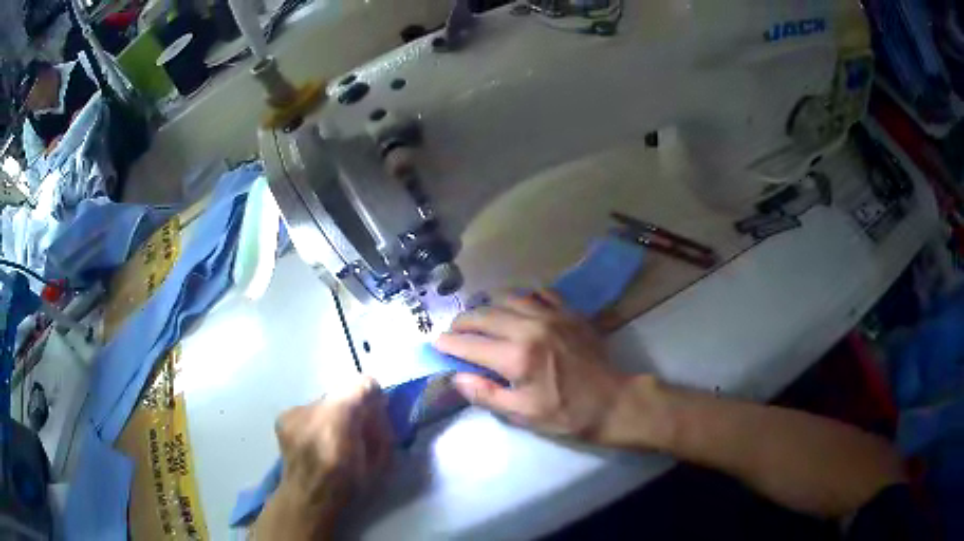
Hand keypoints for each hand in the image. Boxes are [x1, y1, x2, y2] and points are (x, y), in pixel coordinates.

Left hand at [255, 376, 392, 538]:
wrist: (309, 498)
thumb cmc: (348, 485)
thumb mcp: (379, 461)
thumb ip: (382, 430)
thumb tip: (380, 410)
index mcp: (341, 419)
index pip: (364, 385)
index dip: (373, 396)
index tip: (377, 410)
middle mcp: (314, 407)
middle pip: (342, 393)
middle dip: (353, 407)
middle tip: (357, 428)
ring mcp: (295, 411)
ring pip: (324, 402)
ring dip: (333, 415)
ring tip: (333, 438)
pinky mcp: (284, 417)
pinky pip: (307, 410)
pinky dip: (315, 421)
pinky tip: (315, 440)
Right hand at [435, 291, 633, 443]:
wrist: (612, 401)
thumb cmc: (566, 413)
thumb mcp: (523, 414)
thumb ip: (486, 394)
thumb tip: (457, 377)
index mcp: (517, 357)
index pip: (470, 344)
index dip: (448, 343)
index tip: (436, 343)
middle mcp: (530, 328)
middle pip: (484, 314)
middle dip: (463, 321)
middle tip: (454, 331)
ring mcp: (552, 315)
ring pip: (508, 297)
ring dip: (488, 304)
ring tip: (480, 315)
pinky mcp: (569, 312)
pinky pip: (540, 292)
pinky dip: (521, 295)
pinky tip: (516, 304)